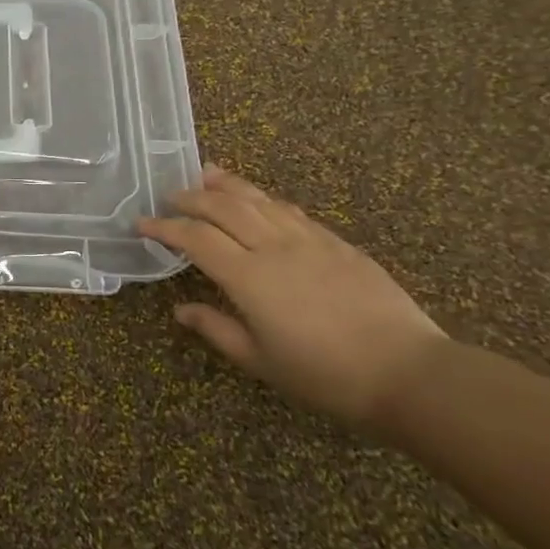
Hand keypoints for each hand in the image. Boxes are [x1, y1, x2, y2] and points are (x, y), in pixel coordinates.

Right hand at [140, 166, 449, 431]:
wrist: (407, 372)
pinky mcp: (337, 243)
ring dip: (227, 185)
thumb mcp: (260, 361)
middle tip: (169, 195)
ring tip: (206, 174)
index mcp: (248, 276)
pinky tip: (260, 200)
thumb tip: (181, 310)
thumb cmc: (325, 375)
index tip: (142, 224)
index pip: (195, 238)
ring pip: (259, 199)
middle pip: (224, 207)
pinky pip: (291, 210)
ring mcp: (309, 240)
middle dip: (191, 197)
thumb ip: (216, 329)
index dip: (165, 227)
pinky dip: (265, 199)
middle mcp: (274, 247)